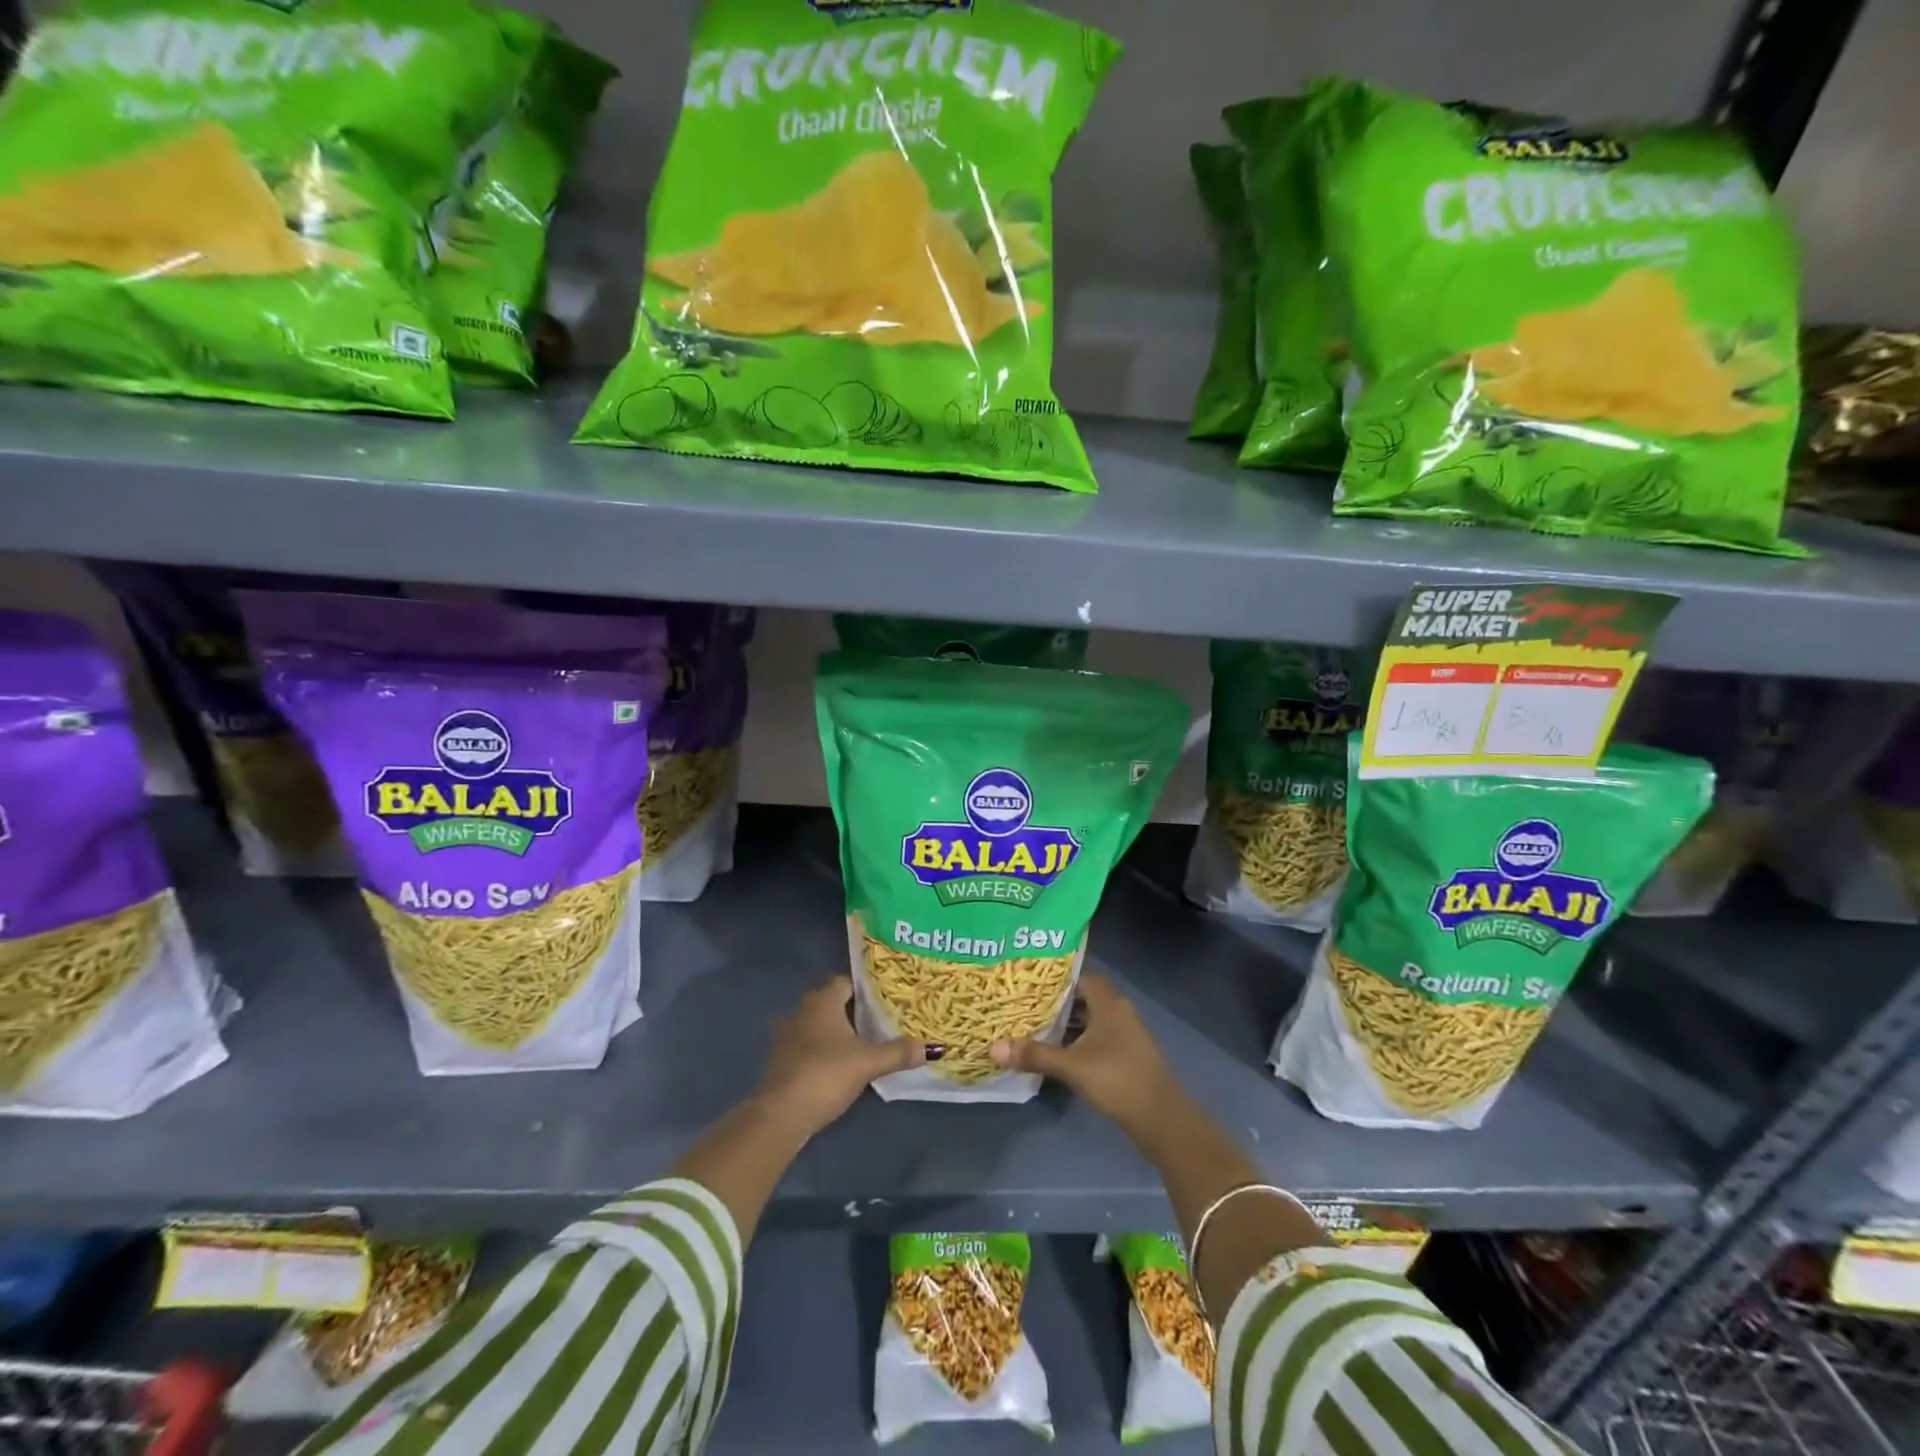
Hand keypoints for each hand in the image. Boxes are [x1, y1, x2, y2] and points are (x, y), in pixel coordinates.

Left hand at [756, 975, 923, 1138]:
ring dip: (837, 1029)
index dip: (866, 987)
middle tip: (882, 1017)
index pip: (846, 980)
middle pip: (832, 1000)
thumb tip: (932, 1047)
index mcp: (822, 1000)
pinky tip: (841, 1061)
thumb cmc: (826, 1074)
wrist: (781, 1114)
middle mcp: (801, 1009)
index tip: (887, 995)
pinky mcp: (781, 1057)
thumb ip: (898, 1052)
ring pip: (819, 1022)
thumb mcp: (868, 1063)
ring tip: (864, 1039)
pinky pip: (808, 1042)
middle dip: (854, 1008)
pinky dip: (824, 1046)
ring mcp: (787, 1033)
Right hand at [989, 975, 1179, 1137]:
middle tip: (1026, 1005)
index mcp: (1109, 1002)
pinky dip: (1080, 1040)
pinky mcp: (1129, 1054)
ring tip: (1036, 1027)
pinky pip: (1099, 1036)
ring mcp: (1127, 1033)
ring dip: (1068, 1024)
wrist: (1162, 1118)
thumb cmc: (1117, 1079)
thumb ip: (1034, 1054)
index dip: (1056, 978)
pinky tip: (1060, 1053)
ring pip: (1092, 1019)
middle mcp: (1119, 1010)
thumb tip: (994, 1047)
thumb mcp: (1071, 1066)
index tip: (1029, 983)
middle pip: (1084, 997)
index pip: (1080, 976)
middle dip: (1057, 1002)